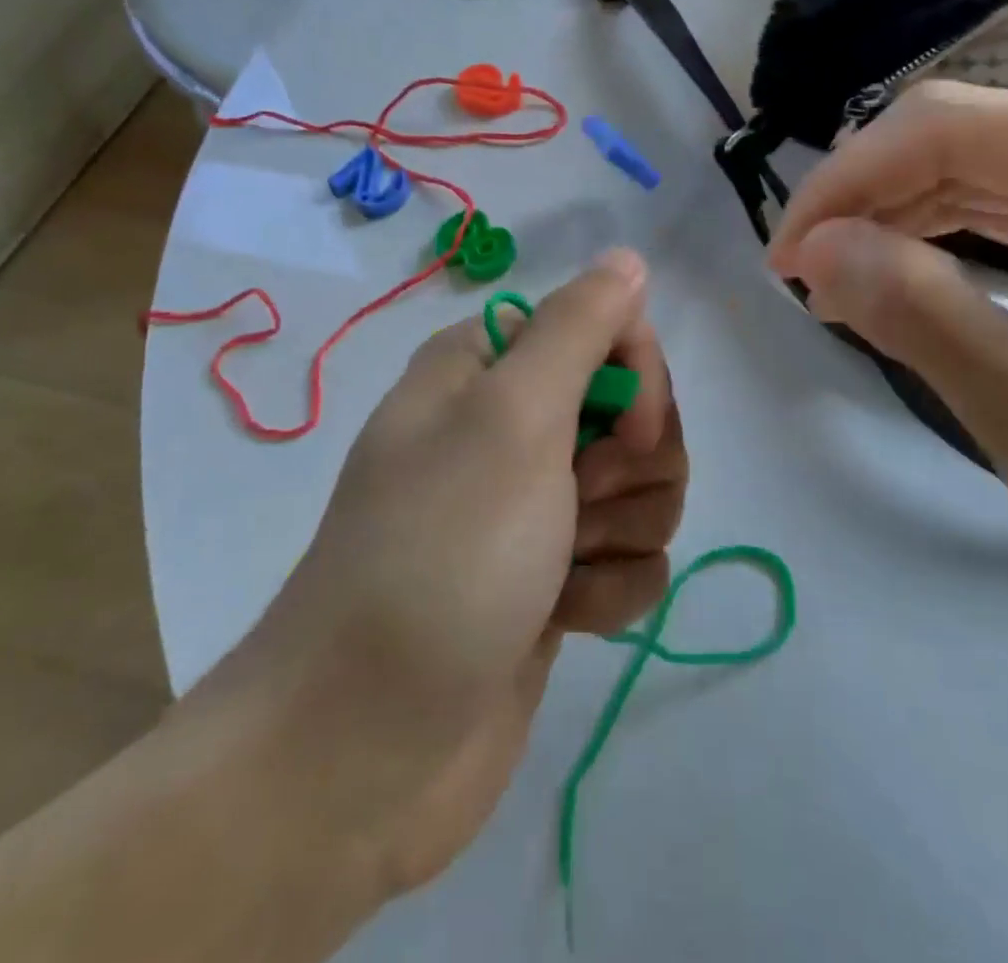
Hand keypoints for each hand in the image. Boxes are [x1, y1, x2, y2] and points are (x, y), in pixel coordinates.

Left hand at [197, 248, 686, 899]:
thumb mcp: (511, 418)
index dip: (635, 375)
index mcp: (489, 367)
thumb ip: (578, 328)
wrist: (364, 748)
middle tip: (580, 504)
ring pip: (642, 489)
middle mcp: (510, 426)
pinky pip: (629, 559)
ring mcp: (534, 506)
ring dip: (621, 533)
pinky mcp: (553, 578)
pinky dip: (608, 590)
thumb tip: (627, 258)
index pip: (603, 328)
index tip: (626, 428)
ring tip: (563, 572)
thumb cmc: (442, 556)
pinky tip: (563, 619)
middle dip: (631, 465)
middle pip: (634, 412)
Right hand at [768, 80, 1007, 640]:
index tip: (785, 257)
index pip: (952, 128)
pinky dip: (929, 229)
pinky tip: (889, 270)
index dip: (846, 180)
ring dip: (887, 213)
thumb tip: (810, 248)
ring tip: (831, 280)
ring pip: (967, 158)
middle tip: (800, 274)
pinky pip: (999, 195)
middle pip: (957, 131)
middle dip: (861, 196)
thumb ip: (918, 316)